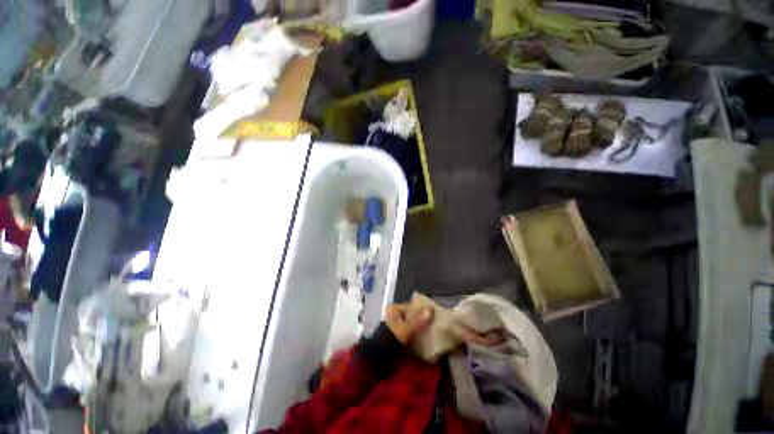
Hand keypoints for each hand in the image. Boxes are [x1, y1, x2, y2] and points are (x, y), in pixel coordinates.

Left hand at [384, 303, 432, 344]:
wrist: (380, 352)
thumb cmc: (393, 335)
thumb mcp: (407, 328)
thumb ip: (419, 320)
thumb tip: (430, 310)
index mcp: (394, 307)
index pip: (410, 306)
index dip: (420, 310)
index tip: (430, 315)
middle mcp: (391, 312)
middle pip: (408, 314)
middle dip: (417, 318)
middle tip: (429, 324)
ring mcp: (390, 322)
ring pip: (406, 322)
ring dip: (414, 326)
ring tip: (425, 331)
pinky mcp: (391, 332)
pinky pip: (403, 328)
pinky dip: (409, 331)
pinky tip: (417, 336)